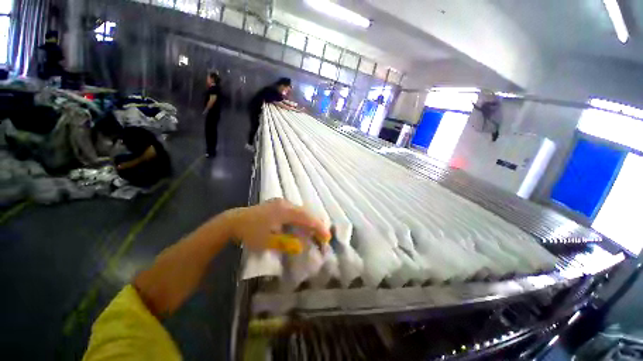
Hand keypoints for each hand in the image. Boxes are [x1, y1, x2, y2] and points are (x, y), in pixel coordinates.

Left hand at [222, 198, 330, 253]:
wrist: (234, 221)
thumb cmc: (250, 232)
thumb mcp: (267, 241)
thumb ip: (286, 243)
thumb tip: (302, 246)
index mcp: (284, 211)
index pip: (306, 218)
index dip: (318, 227)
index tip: (327, 237)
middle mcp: (285, 204)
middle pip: (306, 212)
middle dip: (316, 223)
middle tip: (324, 235)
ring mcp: (282, 202)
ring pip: (301, 210)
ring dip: (309, 220)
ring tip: (316, 231)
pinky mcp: (278, 204)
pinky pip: (295, 210)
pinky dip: (302, 218)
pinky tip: (303, 224)